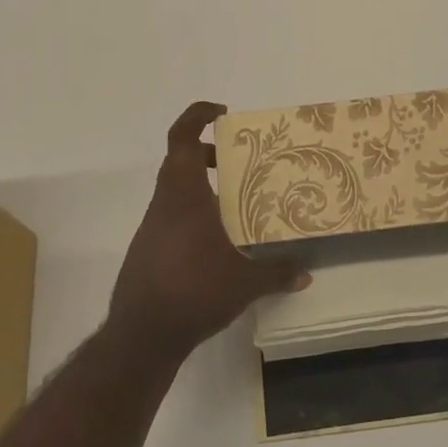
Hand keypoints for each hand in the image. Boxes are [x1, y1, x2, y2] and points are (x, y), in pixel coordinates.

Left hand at [107, 101, 311, 362]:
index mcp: (184, 195)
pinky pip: (171, 214)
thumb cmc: (193, 292)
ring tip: (235, 200)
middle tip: (240, 160)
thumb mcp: (244, 284)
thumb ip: (276, 273)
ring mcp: (152, 226)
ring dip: (201, 185)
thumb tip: (306, 272)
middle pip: (180, 161)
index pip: (182, 138)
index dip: (197, 115)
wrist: (141, 334)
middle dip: (208, 153)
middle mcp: (165, 203)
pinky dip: (192, 212)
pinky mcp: (147, 248)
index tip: (222, 112)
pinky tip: (215, 238)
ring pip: (175, 189)